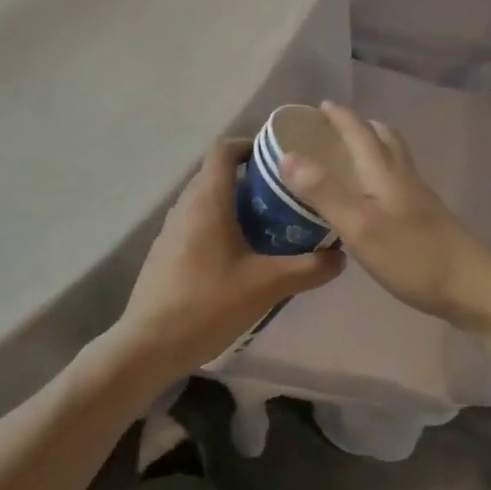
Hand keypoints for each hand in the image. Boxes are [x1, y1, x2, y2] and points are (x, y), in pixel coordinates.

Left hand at [109, 139, 343, 380]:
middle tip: (283, 193)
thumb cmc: (208, 303)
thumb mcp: (267, 286)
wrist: (149, 345)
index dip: (249, 144)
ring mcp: (171, 229)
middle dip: (250, 176)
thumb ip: (308, 268)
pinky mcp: (165, 251)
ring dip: (234, 202)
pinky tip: (240, 254)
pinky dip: (219, 223)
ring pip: (206, 199)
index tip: (277, 158)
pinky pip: (196, 221)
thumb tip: (340, 256)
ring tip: (268, 222)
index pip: (224, 149)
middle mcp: (186, 205)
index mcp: (208, 200)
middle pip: (216, 172)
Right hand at [278, 101, 490, 334]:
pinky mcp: (426, 217)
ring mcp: (418, 197)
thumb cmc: (413, 256)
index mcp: (384, 172)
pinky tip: (370, 200)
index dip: (340, 116)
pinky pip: (397, 180)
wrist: (472, 286)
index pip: (360, 132)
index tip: (320, 106)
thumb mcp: (360, 226)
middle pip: (384, 138)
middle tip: (334, 131)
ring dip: (372, 148)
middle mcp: (403, 176)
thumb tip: (287, 156)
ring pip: (393, 158)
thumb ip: (325, 192)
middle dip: (360, 127)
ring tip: (349, 160)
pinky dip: (379, 174)